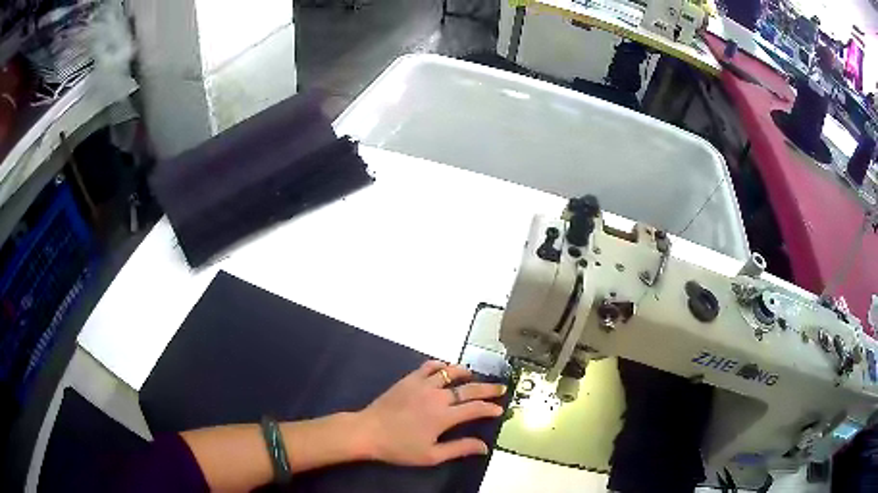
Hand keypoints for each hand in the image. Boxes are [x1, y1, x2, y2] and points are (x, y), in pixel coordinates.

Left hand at [354, 360, 505, 465]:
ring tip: (473, 376)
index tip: (499, 409)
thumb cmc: (399, 447)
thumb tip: (484, 447)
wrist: (368, 432)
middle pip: (468, 388)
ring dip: (465, 373)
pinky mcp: (408, 379)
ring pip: (450, 372)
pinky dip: (441, 366)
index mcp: (444, 416)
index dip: (489, 408)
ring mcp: (422, 384)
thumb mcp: (431, 455)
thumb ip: (459, 449)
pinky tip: (445, 369)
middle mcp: (437, 396)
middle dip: (487, 389)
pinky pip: (429, 366)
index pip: (474, 408)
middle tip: (500, 388)